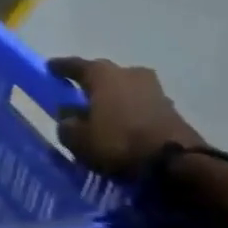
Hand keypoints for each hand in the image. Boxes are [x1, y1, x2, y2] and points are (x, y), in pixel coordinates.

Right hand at [48, 57, 204, 178]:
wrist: (177, 162)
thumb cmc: (117, 142)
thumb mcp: (77, 138)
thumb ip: (67, 124)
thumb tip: (70, 118)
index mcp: (103, 75)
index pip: (76, 65)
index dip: (60, 67)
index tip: (50, 68)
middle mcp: (129, 74)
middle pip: (105, 74)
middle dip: (91, 83)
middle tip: (78, 93)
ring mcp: (155, 90)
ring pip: (126, 89)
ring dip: (114, 98)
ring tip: (101, 112)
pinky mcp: (171, 110)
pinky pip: (140, 105)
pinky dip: (129, 112)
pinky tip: (121, 125)